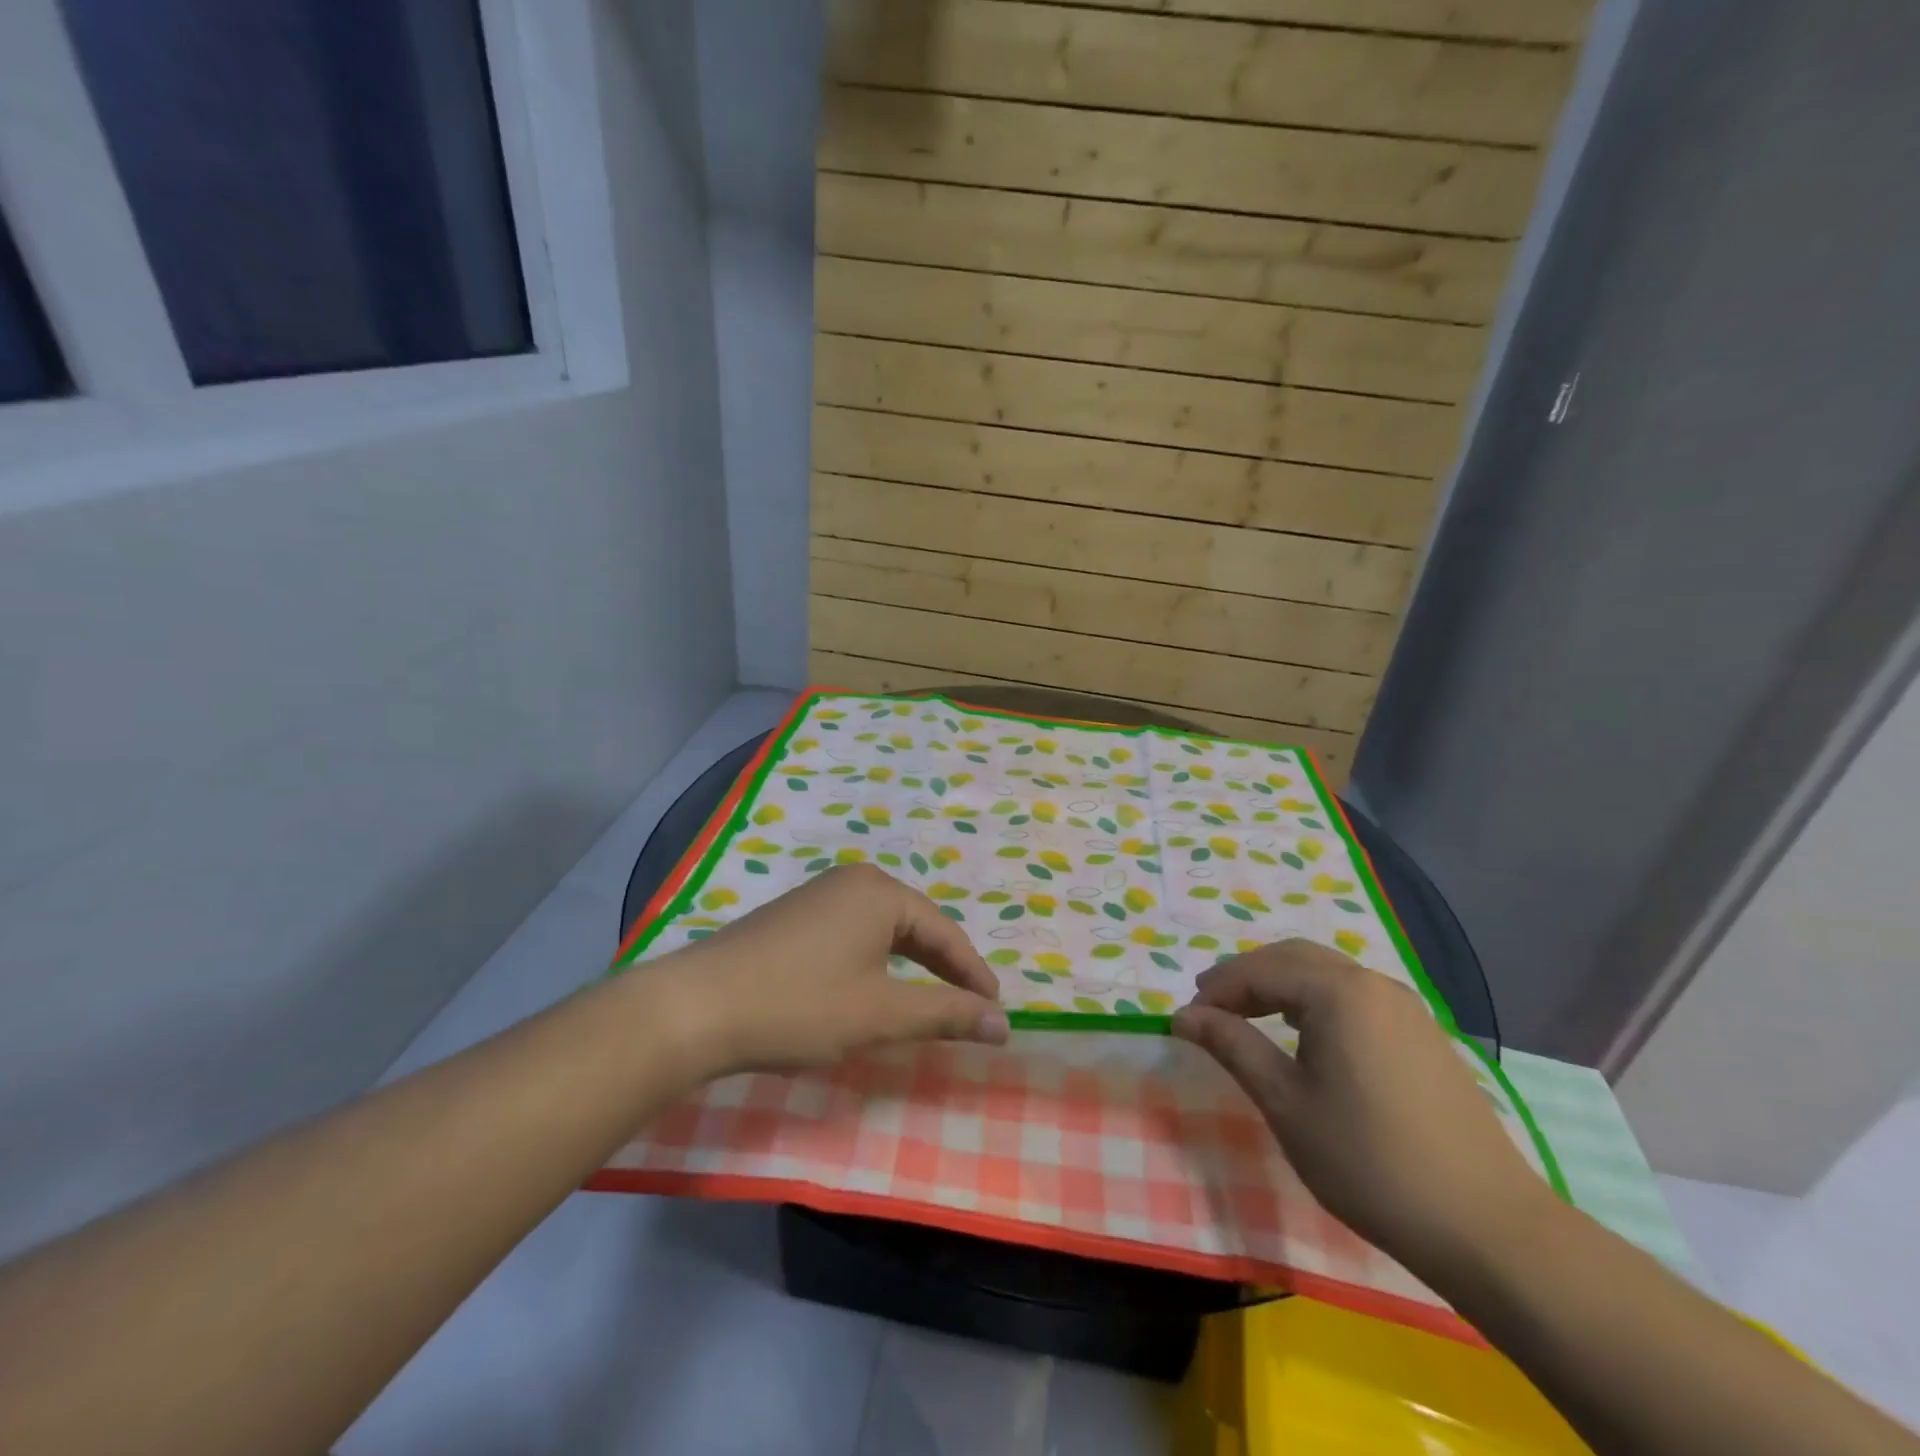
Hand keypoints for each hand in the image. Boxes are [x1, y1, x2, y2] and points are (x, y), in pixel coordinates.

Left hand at [653, 864, 1010, 1076]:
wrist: (697, 1008)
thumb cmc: (800, 1006)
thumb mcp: (881, 1014)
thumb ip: (946, 1015)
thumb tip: (1004, 1024)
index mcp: (881, 892)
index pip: (945, 932)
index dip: (973, 975)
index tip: (996, 1012)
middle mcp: (853, 881)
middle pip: (915, 925)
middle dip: (943, 967)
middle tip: (968, 1007)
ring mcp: (819, 896)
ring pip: (883, 930)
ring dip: (910, 965)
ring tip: (928, 1001)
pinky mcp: (794, 917)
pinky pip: (853, 934)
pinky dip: (875, 962)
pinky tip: (871, 988)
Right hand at [1172, 939, 1553, 1270]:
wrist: (1486, 1226)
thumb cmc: (1368, 1160)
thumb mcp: (1285, 1103)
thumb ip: (1232, 1046)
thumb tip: (1184, 1015)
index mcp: (1338, 991)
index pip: (1260, 970)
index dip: (1218, 989)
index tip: (1187, 1017)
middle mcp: (1373, 983)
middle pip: (1294, 957)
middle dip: (1247, 976)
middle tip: (1211, 1007)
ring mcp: (1406, 1007)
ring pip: (1327, 973)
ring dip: (1281, 985)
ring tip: (1249, 1017)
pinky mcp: (1424, 1035)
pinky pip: (1355, 996)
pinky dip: (1316, 1000)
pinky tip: (1306, 1034)